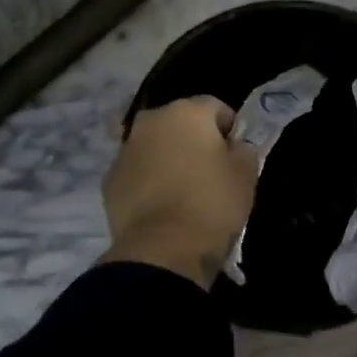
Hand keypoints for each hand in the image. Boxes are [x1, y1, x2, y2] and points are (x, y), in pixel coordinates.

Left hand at [102, 97, 258, 287]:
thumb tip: (233, 146)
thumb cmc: (212, 204)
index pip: (215, 107)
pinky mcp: (110, 180)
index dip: (229, 129)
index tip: (235, 155)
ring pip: (154, 146)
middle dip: (194, 140)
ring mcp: (125, 150)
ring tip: (183, 192)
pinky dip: (148, 181)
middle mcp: (151, 121)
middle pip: (179, 123)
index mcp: (187, 111)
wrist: (162, 250)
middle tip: (209, 172)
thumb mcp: (246, 174)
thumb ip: (243, 150)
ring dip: (168, 159)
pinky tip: (161, 206)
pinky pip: (136, 172)